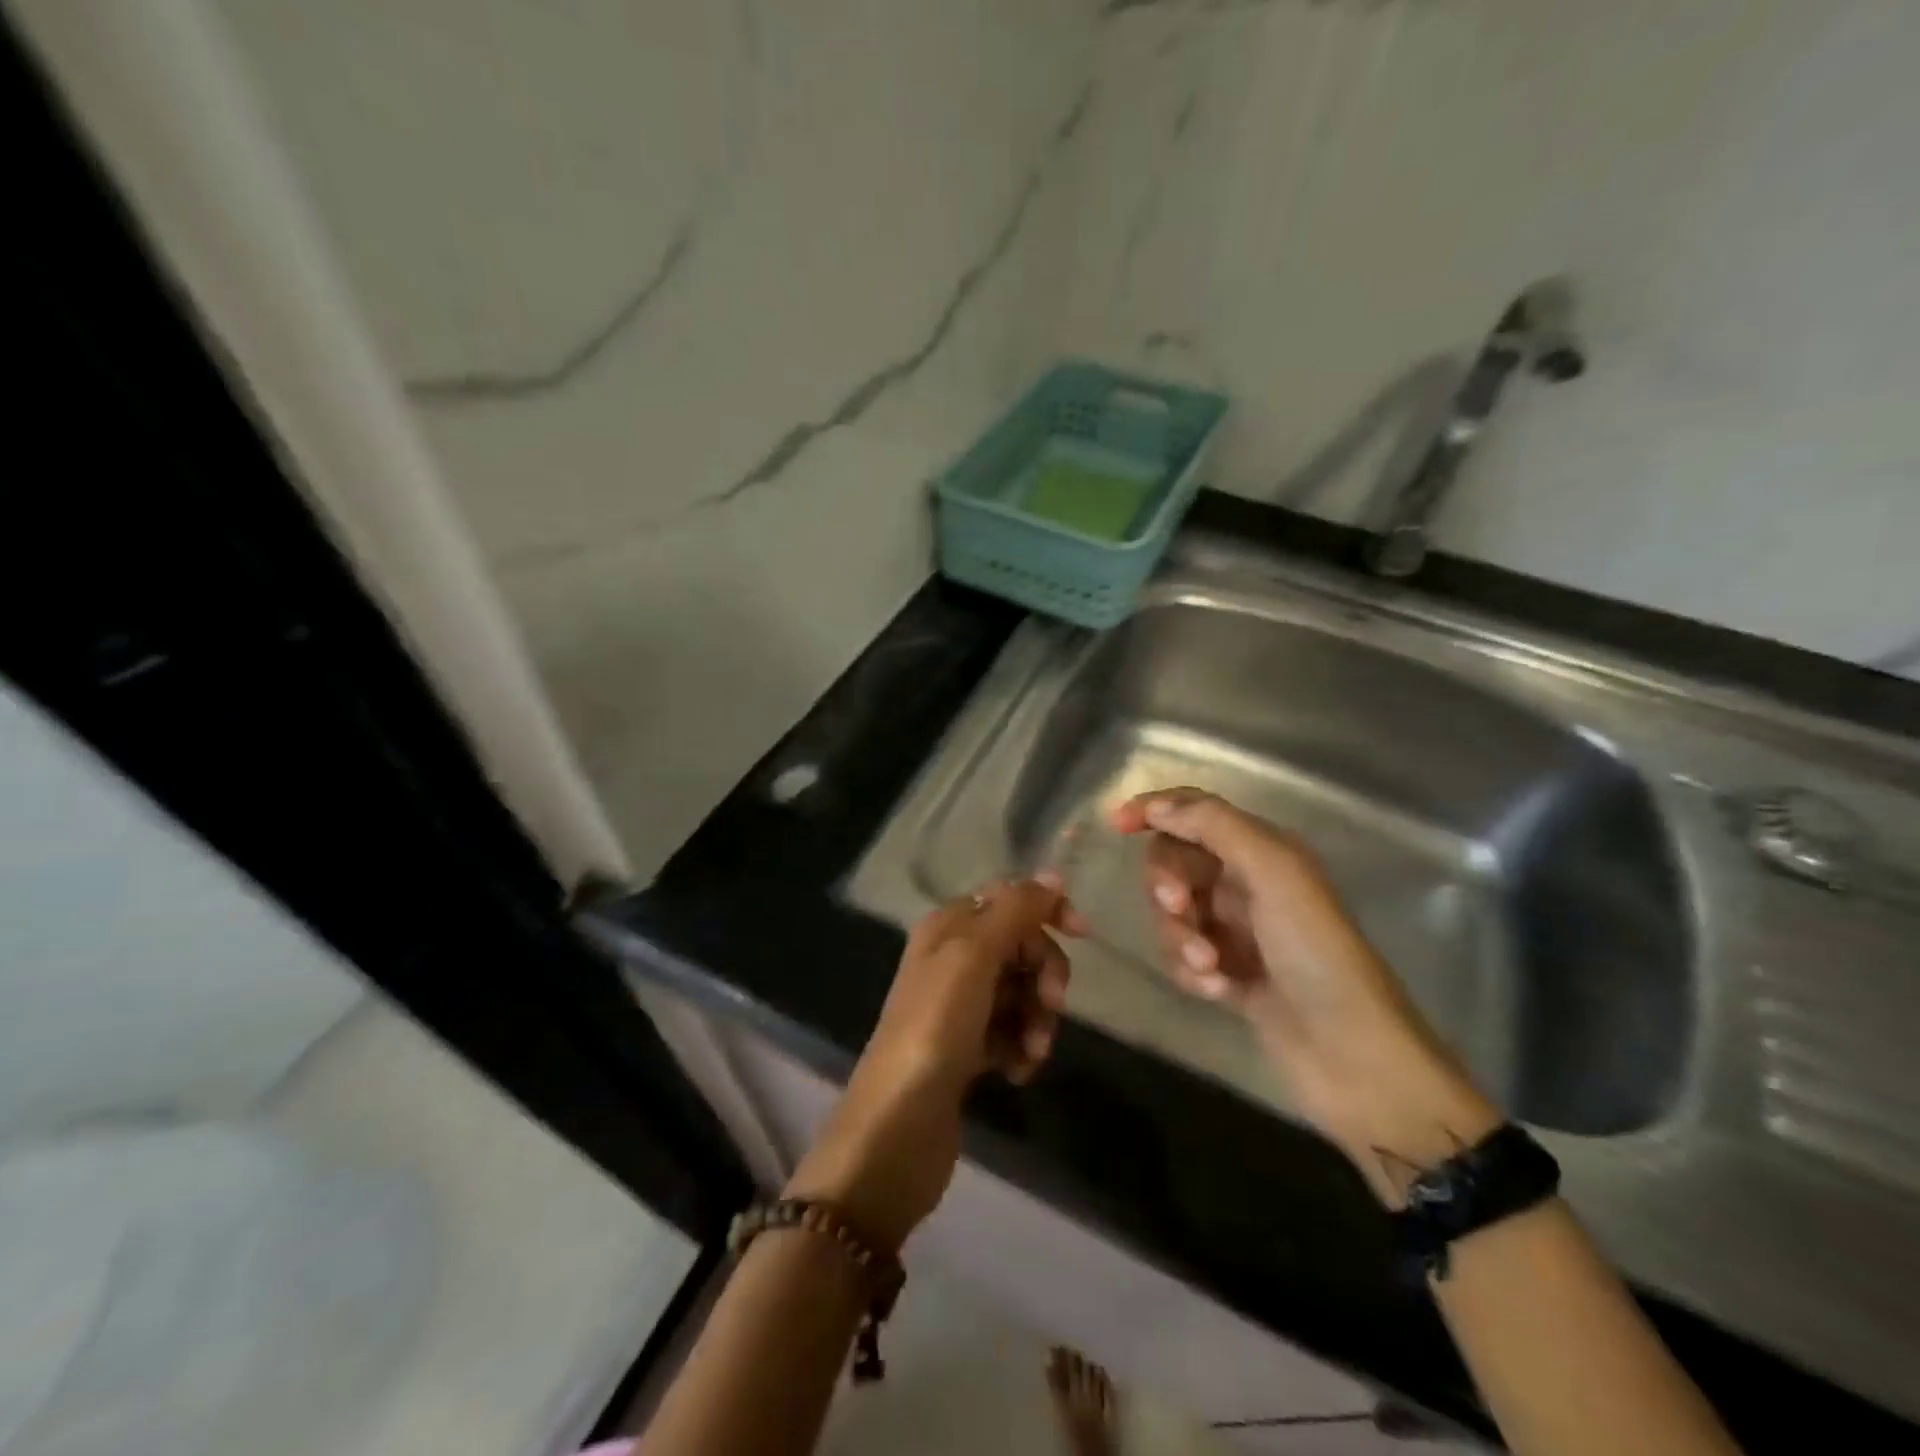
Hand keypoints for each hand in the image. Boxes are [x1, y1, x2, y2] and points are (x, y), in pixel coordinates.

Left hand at [785, 877, 1084, 1249]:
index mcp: (948, 927)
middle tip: (1050, 1006)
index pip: (1009, 900)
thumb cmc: (935, 1028)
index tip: (1082, 935)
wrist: (897, 1126)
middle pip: (1021, 947)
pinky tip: (1017, 1072)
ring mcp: (959, 1006)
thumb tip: (1053, 875)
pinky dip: (1022, 1047)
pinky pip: (1011, 1032)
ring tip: (1032, 1053)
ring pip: (1021, 993)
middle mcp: (952, 958)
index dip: (1046, 911)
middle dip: (1043, 975)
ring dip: (1037, 1019)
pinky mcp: (966, 1049)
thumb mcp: (974, 956)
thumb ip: (1015, 910)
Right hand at [1112, 788, 1499, 1203]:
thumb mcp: (1273, 873)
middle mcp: (1247, 883)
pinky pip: (1182, 956)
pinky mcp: (1228, 974)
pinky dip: (1190, 970)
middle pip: (1176, 862)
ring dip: (1180, 937)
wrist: (1353, 1057)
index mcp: (1263, 851)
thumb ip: (1214, 827)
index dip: (1155, 809)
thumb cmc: (1316, 953)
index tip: (1116, 824)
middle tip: (1178, 908)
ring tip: (1210, 968)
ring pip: (1173, 913)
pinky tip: (1216, 991)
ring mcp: (1236, 931)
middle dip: (1168, 884)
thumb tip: (1157, 805)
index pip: (1196, 811)